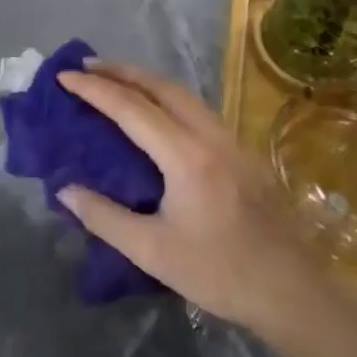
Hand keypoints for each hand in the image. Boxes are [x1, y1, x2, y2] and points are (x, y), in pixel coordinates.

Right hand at [57, 60, 351, 339]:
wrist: (292, 291)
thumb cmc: (219, 273)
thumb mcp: (152, 251)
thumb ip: (104, 217)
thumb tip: (65, 188)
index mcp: (186, 156)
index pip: (131, 108)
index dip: (94, 89)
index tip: (64, 76)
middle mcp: (211, 136)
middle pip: (161, 86)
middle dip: (121, 70)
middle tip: (86, 65)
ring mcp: (232, 140)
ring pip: (183, 93)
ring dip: (145, 80)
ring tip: (114, 80)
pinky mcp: (242, 151)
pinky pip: (196, 108)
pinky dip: (166, 97)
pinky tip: (154, 111)